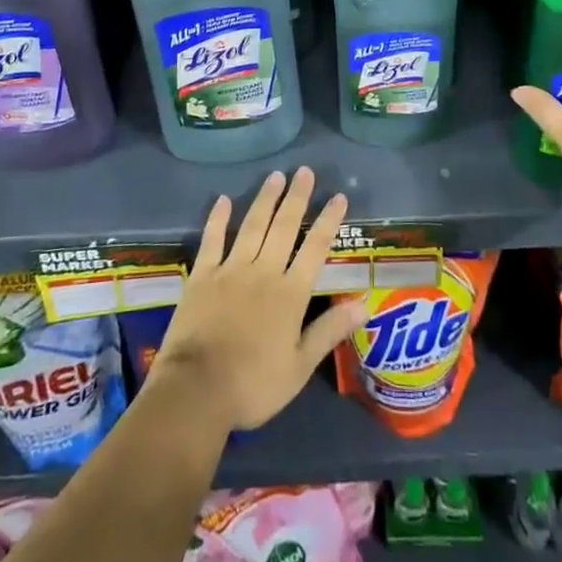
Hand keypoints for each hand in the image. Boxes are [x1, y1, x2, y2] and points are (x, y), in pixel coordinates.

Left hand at [151, 168, 369, 432]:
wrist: (197, 391)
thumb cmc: (253, 385)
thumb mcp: (299, 366)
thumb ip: (329, 330)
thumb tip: (365, 304)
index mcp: (290, 294)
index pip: (315, 249)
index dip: (328, 221)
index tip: (338, 196)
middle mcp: (264, 272)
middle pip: (284, 227)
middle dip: (297, 198)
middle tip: (305, 171)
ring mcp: (231, 270)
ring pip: (252, 226)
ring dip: (265, 200)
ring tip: (275, 176)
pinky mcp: (202, 276)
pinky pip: (212, 240)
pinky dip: (218, 219)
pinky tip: (224, 199)